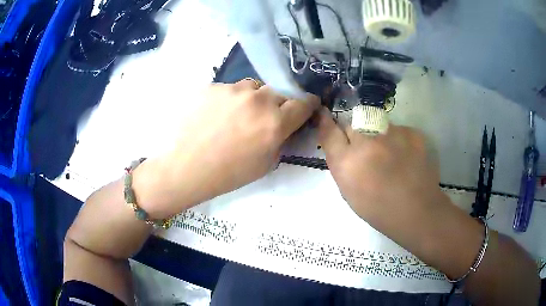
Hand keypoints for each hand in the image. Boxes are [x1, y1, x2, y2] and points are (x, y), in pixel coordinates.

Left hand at [136, 80, 319, 216]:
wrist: (188, 168)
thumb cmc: (229, 173)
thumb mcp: (267, 163)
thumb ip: (282, 138)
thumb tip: (287, 124)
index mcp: (275, 122)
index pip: (304, 102)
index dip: (307, 104)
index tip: (304, 107)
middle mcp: (258, 100)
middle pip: (279, 91)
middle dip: (278, 103)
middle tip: (264, 117)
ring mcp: (232, 90)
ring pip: (253, 87)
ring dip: (253, 98)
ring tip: (237, 115)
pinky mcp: (213, 87)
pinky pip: (230, 90)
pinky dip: (229, 100)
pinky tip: (216, 115)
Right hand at [317, 107, 444, 228]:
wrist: (418, 211)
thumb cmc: (379, 210)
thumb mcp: (349, 193)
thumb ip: (342, 165)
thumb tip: (342, 144)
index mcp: (348, 163)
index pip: (329, 131)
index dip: (325, 121)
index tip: (324, 114)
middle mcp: (367, 142)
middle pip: (353, 124)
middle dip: (355, 134)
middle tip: (366, 150)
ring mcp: (392, 134)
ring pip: (377, 124)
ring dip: (378, 136)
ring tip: (391, 156)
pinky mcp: (412, 132)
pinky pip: (398, 130)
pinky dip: (398, 140)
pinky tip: (406, 157)